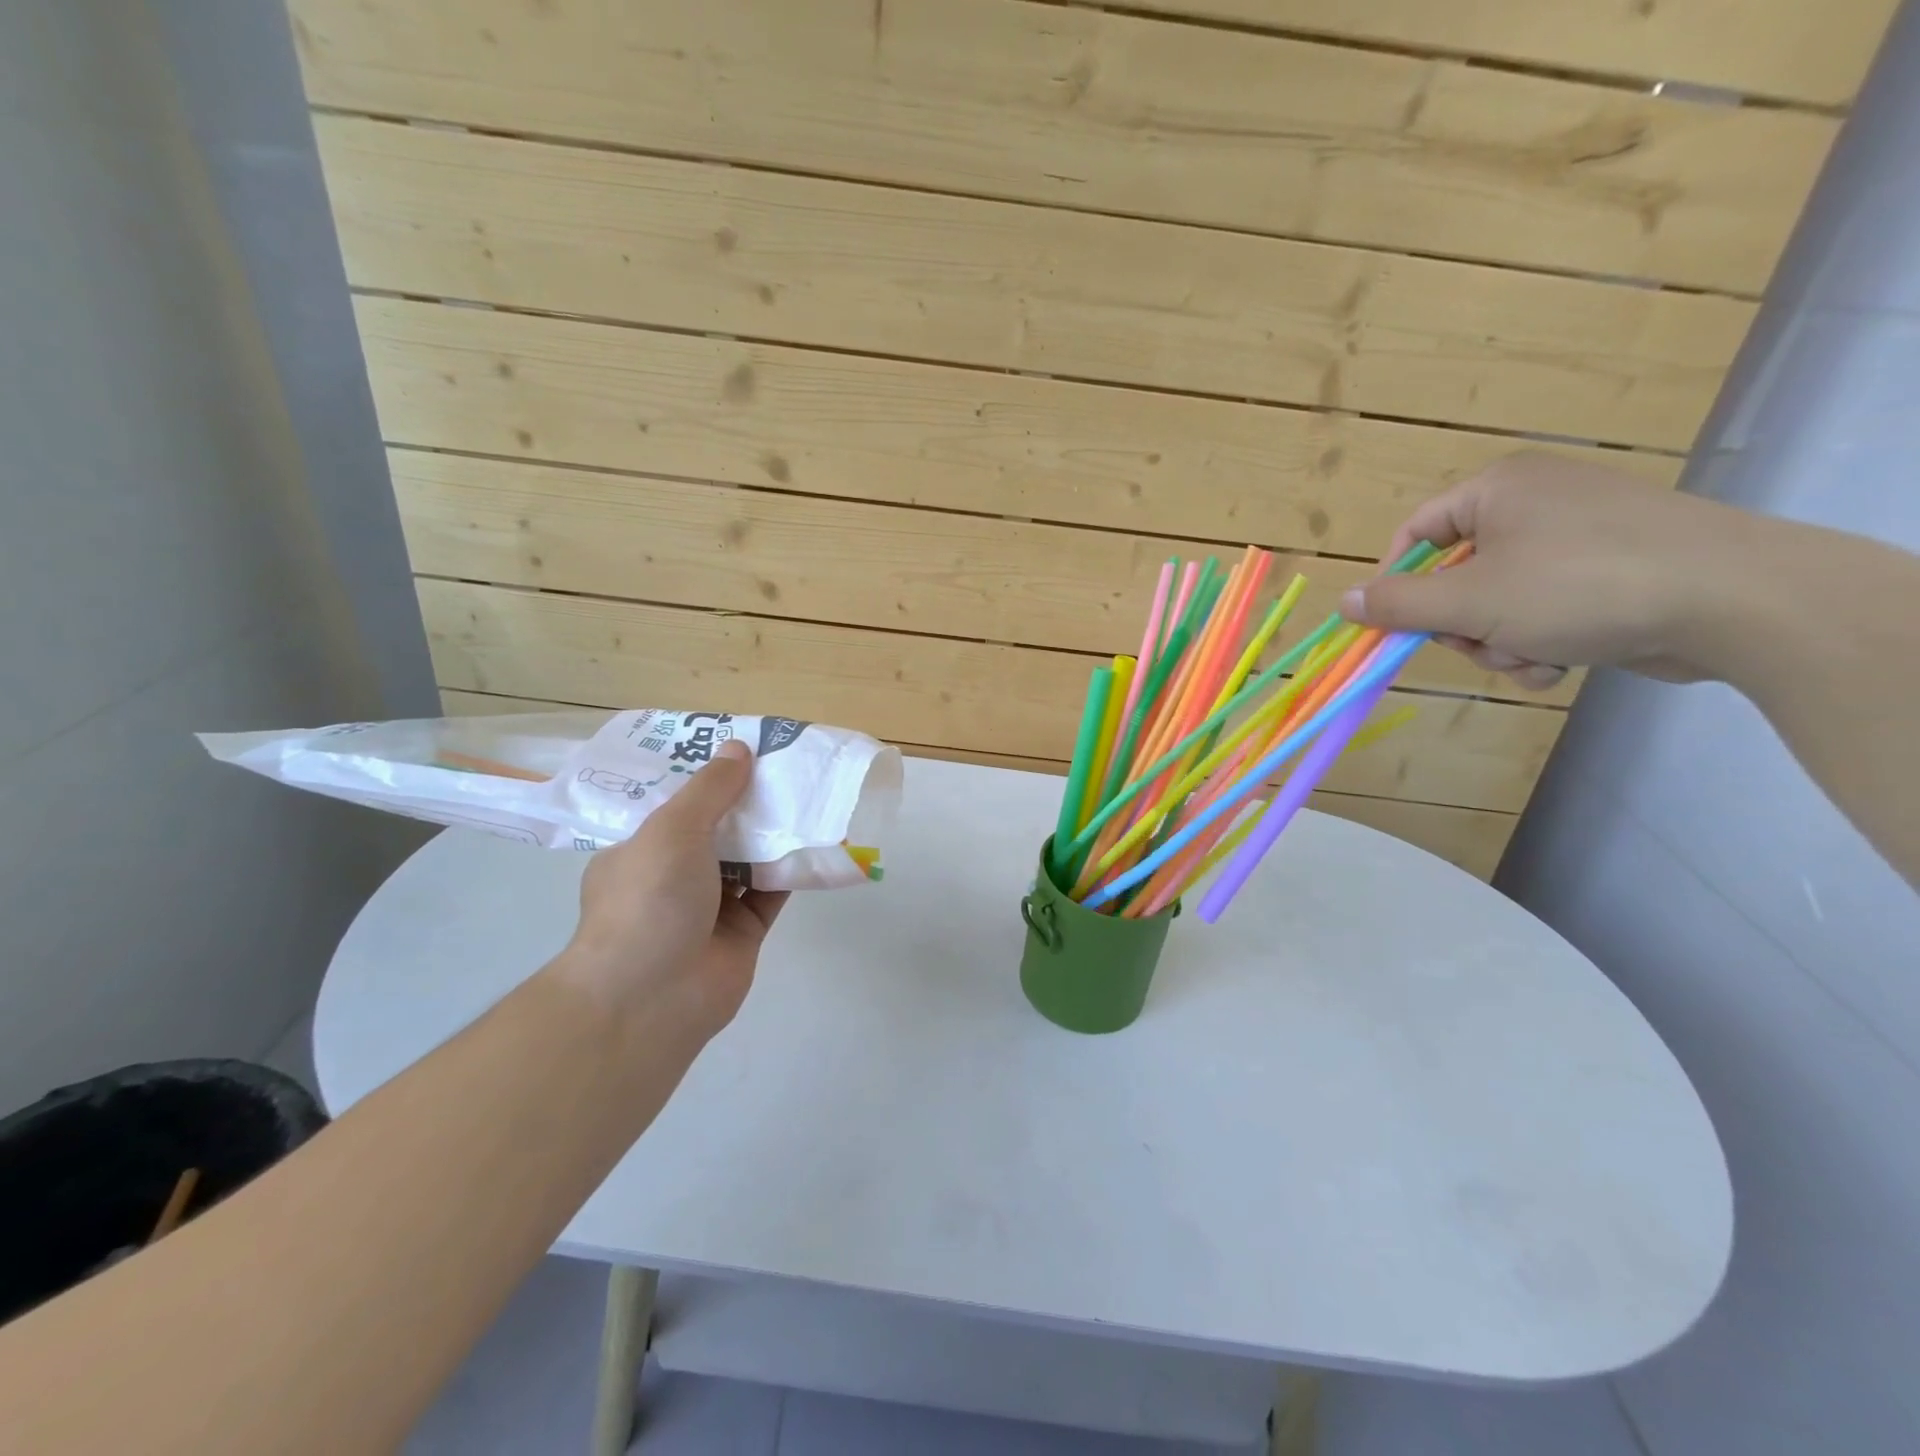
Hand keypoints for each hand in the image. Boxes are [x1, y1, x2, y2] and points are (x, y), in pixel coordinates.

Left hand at [558, 739, 786, 1036]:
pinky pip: (773, 891)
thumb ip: (710, 789)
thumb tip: (739, 747)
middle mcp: (673, 876)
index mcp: (640, 849)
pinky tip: (821, 840)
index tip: (740, 749)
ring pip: (749, 859)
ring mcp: (710, 906)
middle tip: (785, 765)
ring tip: (810, 793)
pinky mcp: (744, 931)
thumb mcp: (672, 829)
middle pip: (718, 828)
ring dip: (775, 832)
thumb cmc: (649, 900)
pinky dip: (794, 868)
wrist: (653, 998)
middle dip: (748, 801)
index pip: (675, 804)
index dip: (707, 776)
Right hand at [1339, 452, 1772, 689]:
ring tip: (1533, 656)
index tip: (1393, 625)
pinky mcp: (1610, 572)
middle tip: (1480, 642)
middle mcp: (1534, 504)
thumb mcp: (1469, 601)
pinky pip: (1543, 610)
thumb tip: (1343, 602)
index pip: (1415, 534)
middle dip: (1462, 625)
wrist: (1735, 600)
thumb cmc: (1580, 585)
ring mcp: (1576, 537)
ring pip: (1497, 603)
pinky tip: (1560, 661)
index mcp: (1497, 490)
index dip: (1395, 583)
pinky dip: (1539, 642)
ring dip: (1500, 642)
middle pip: (1455, 576)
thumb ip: (1397, 605)